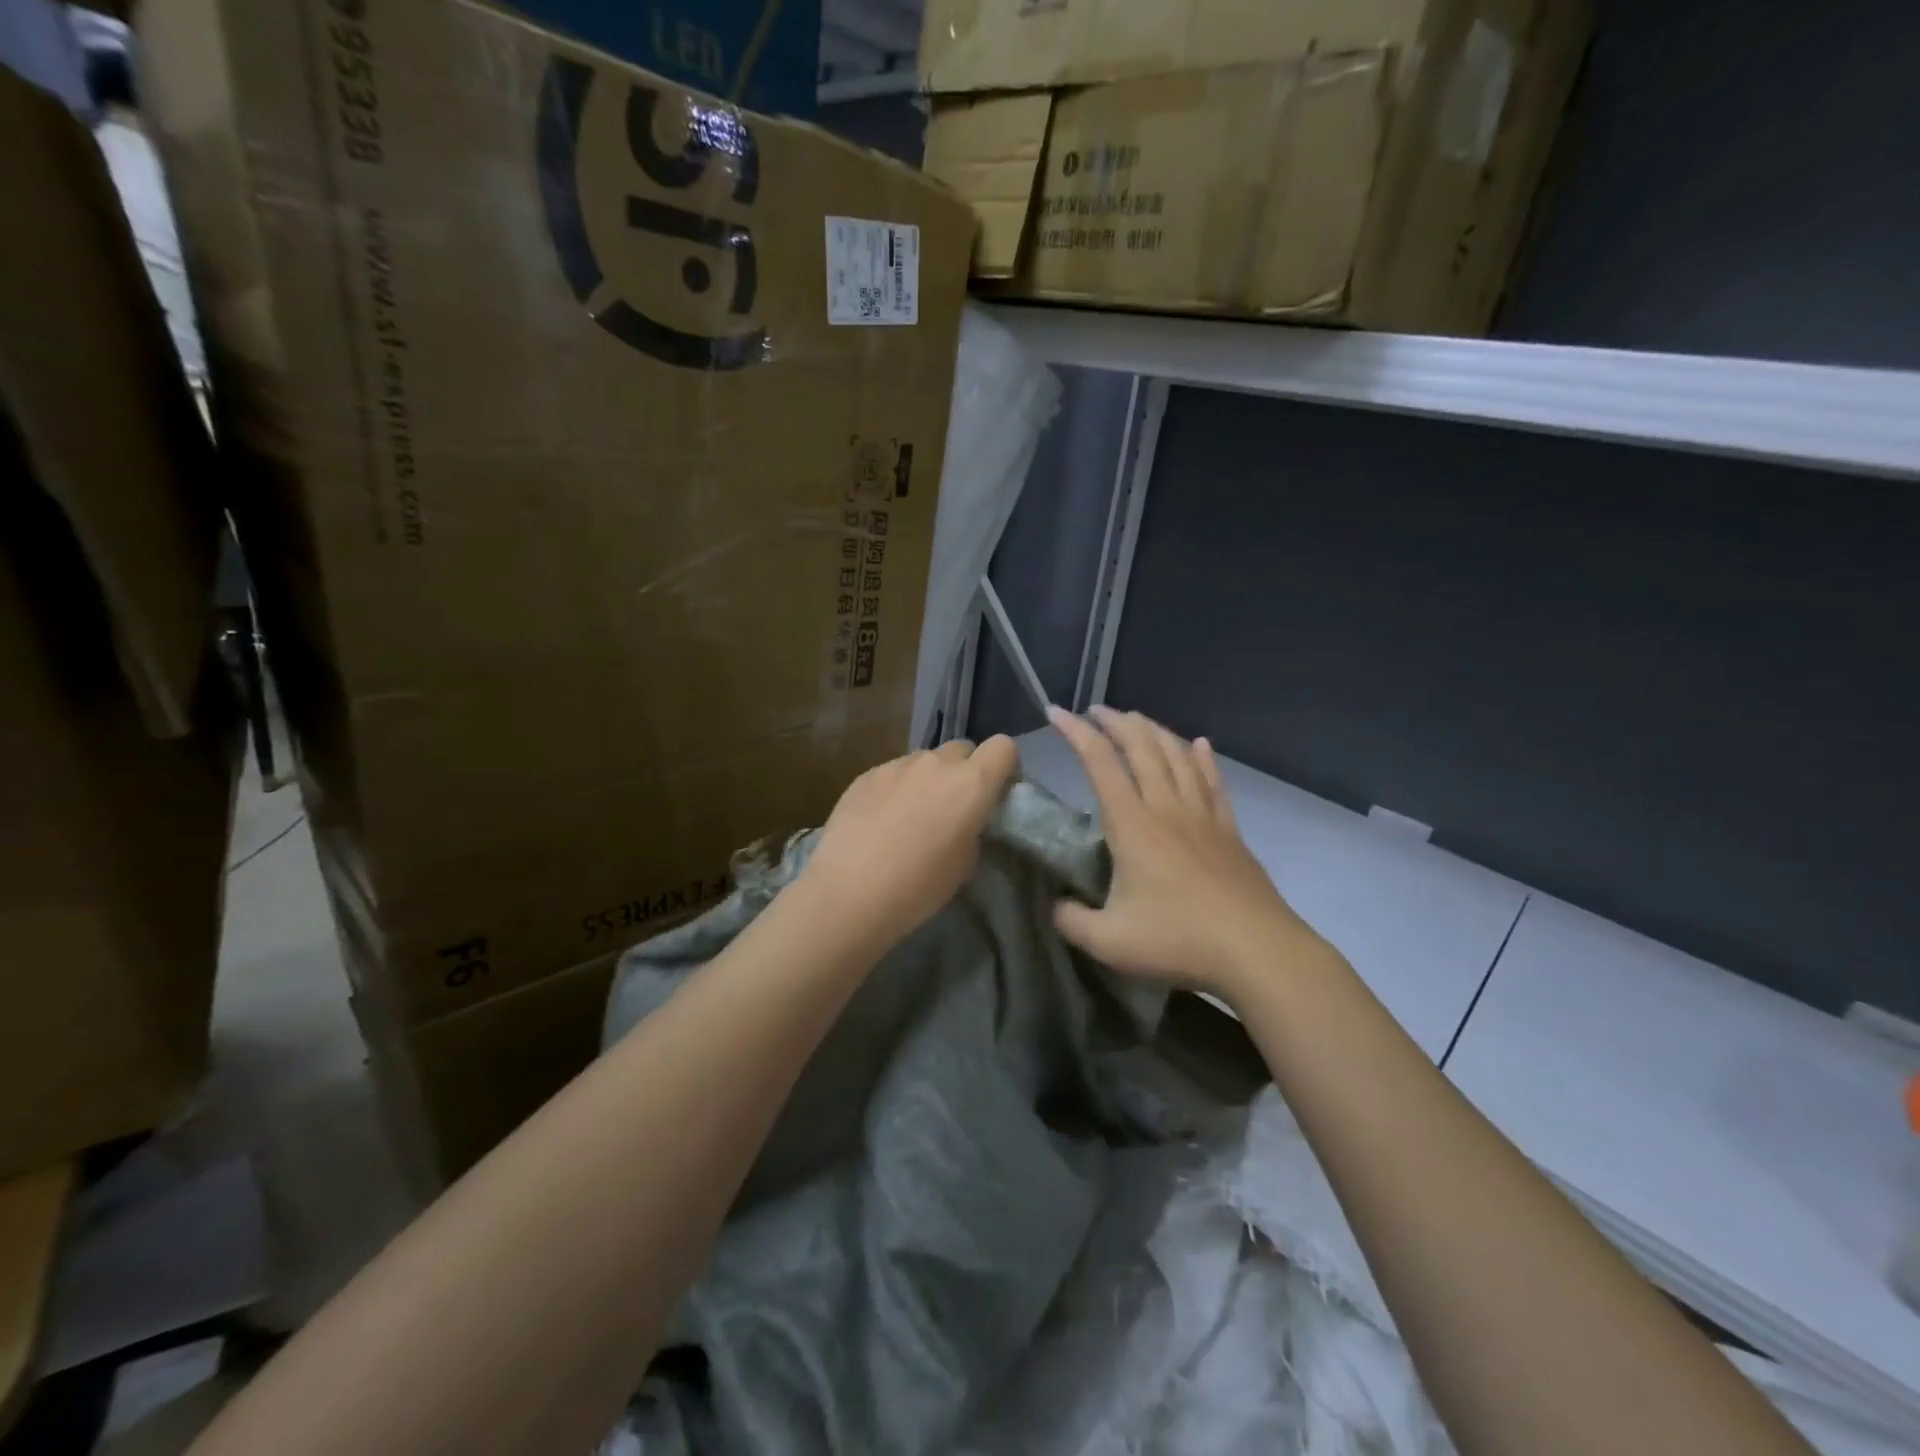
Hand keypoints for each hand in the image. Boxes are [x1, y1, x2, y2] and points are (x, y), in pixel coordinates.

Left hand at [796, 737, 1020, 954]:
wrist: (849, 892)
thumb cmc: (919, 886)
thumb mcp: (965, 863)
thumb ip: (972, 827)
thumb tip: (963, 818)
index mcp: (971, 783)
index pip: (1003, 747)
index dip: (1003, 767)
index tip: (994, 793)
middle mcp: (936, 763)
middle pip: (962, 749)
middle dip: (963, 771)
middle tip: (952, 807)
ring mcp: (897, 765)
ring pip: (925, 760)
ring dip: (927, 779)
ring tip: (910, 816)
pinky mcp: (866, 774)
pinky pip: (894, 773)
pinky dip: (896, 789)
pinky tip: (880, 820)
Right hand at [1048, 706, 1326, 999]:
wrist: (1256, 950)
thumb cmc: (1178, 940)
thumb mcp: (1108, 941)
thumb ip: (1071, 921)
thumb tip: (1056, 906)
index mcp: (1133, 825)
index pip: (1100, 762)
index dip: (1076, 732)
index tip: (1055, 712)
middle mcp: (1167, 807)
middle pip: (1142, 747)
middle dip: (1116, 722)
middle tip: (1095, 711)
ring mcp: (1202, 816)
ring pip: (1178, 756)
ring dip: (1154, 731)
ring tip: (1136, 719)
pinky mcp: (1229, 830)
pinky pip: (1213, 781)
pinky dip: (1203, 758)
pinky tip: (1200, 745)